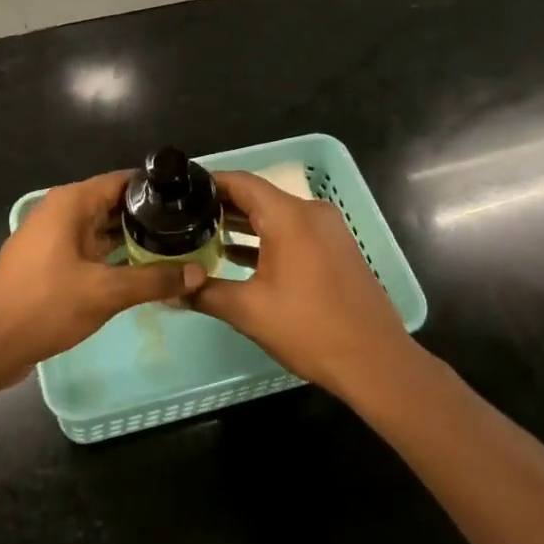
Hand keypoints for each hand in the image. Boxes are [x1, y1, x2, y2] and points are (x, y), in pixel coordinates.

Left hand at [0, 170, 205, 388]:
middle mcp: (62, 213)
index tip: (190, 199)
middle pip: (114, 205)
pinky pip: (91, 251)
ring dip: (133, 240)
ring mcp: (54, 239)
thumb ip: (153, 280)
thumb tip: (198, 273)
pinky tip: (143, 272)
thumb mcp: (105, 292)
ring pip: (102, 230)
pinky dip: (115, 258)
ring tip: (177, 248)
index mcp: (71, 203)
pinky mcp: (51, 264)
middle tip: (192, 229)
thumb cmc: (44, 305)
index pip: (122, 181)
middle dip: (150, 217)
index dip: (156, 188)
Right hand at [193, 171, 411, 396]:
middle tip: (182, 217)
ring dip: (242, 224)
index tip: (177, 192)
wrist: (374, 361)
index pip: (241, 182)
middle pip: (258, 197)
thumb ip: (205, 293)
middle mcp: (311, 213)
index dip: (208, 183)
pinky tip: (236, 256)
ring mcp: (327, 230)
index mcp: (289, 217)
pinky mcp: (334, 249)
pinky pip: (293, 232)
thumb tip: (170, 292)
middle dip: (220, 205)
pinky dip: (265, 239)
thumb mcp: (248, 311)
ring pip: (276, 216)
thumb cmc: (309, 329)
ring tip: (202, 235)